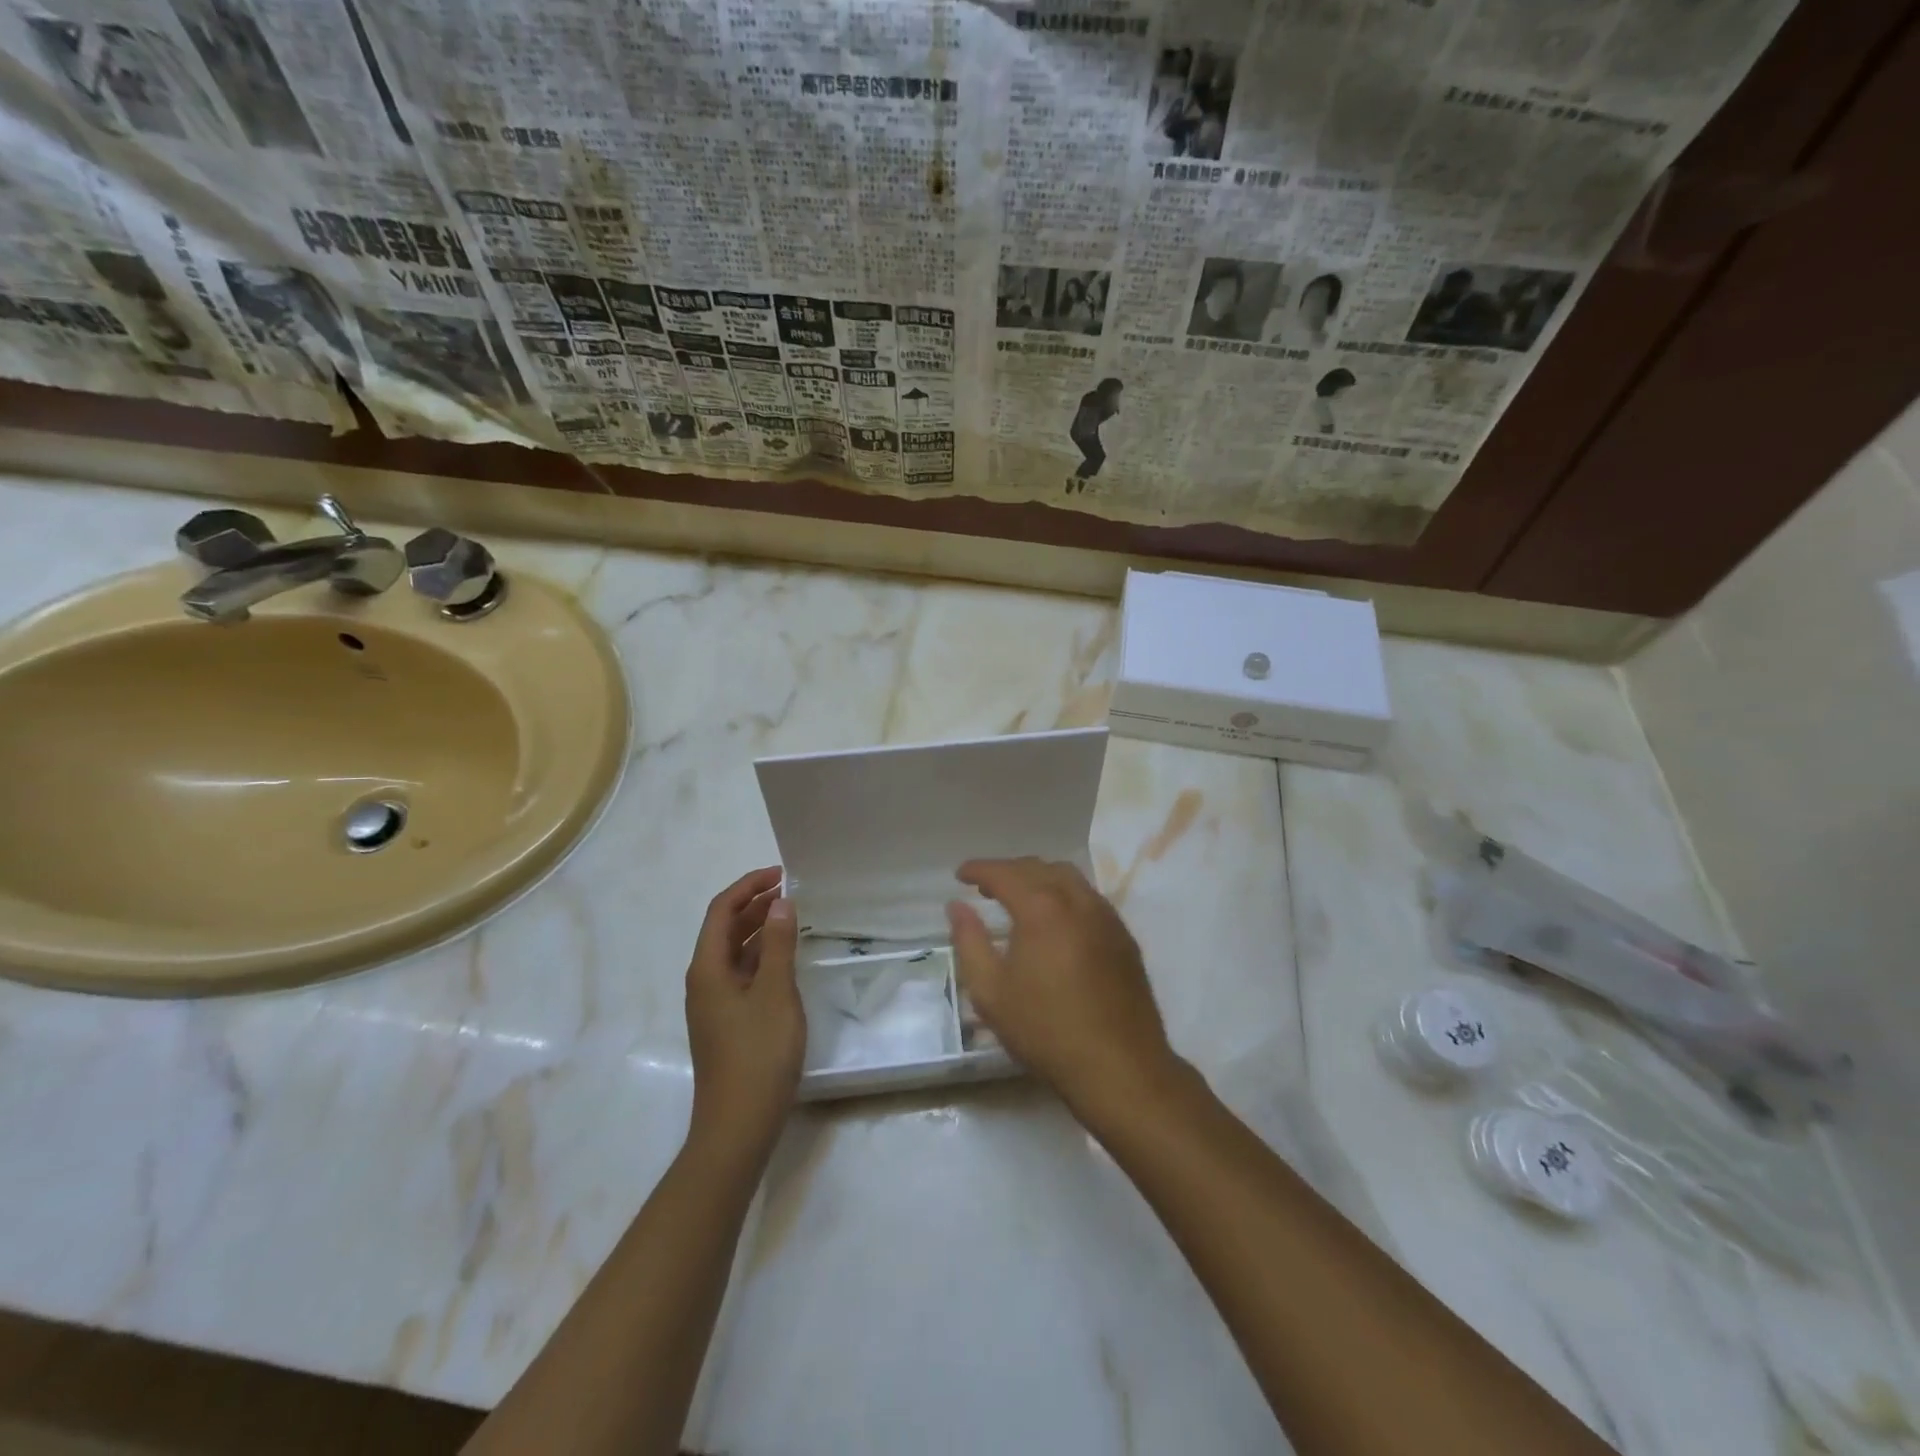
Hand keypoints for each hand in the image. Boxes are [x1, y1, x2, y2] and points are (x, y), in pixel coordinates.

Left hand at [685, 867, 805, 1163]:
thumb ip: (779, 945)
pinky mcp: (727, 1023)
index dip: (749, 886)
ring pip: (735, 953)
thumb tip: (780, 904)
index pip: (721, 910)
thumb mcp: (776, 993)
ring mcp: (714, 1004)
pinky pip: (743, 975)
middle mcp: (704, 981)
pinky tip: (787, 959)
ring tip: (793, 918)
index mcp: (707, 968)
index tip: (781, 874)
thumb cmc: (758, 1054)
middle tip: (791, 892)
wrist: (737, 1126)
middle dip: (754, 905)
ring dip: (760, 930)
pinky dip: (763, 957)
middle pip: (724, 929)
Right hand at [946, 858, 1178, 1118]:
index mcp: (1042, 908)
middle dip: (1008, 871)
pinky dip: (1064, 895)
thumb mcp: (991, 992)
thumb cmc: (1046, 1030)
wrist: (1119, 1066)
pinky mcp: (1124, 937)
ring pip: (1069, 878)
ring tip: (1019, 898)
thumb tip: (957, 906)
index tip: (960, 875)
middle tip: (985, 886)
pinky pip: (1089, 898)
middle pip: (1038, 868)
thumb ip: (969, 941)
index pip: (1004, 873)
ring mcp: (1106, 917)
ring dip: (1039, 878)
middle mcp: (1077, 900)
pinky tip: (1056, 921)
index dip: (979, 869)